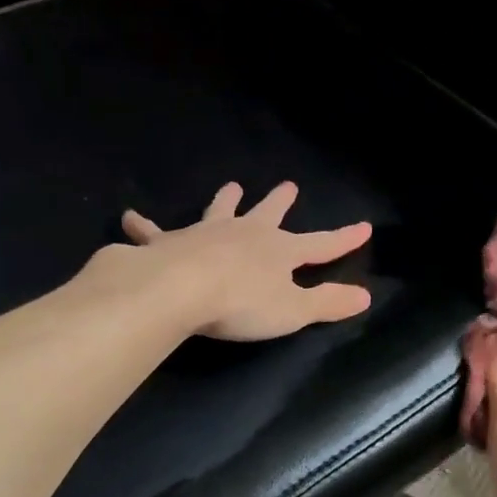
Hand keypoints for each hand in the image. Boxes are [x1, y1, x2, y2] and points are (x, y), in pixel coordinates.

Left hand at [117, 181, 372, 340]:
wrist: (179, 290)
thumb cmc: (241, 303)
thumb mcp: (294, 310)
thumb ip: (328, 303)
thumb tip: (366, 296)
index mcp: (279, 251)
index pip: (321, 245)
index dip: (344, 239)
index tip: (364, 227)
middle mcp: (245, 234)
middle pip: (268, 215)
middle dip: (280, 202)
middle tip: (288, 186)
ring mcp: (205, 234)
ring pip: (220, 211)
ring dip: (226, 200)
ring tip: (232, 186)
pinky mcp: (167, 243)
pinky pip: (153, 232)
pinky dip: (143, 226)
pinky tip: (130, 218)